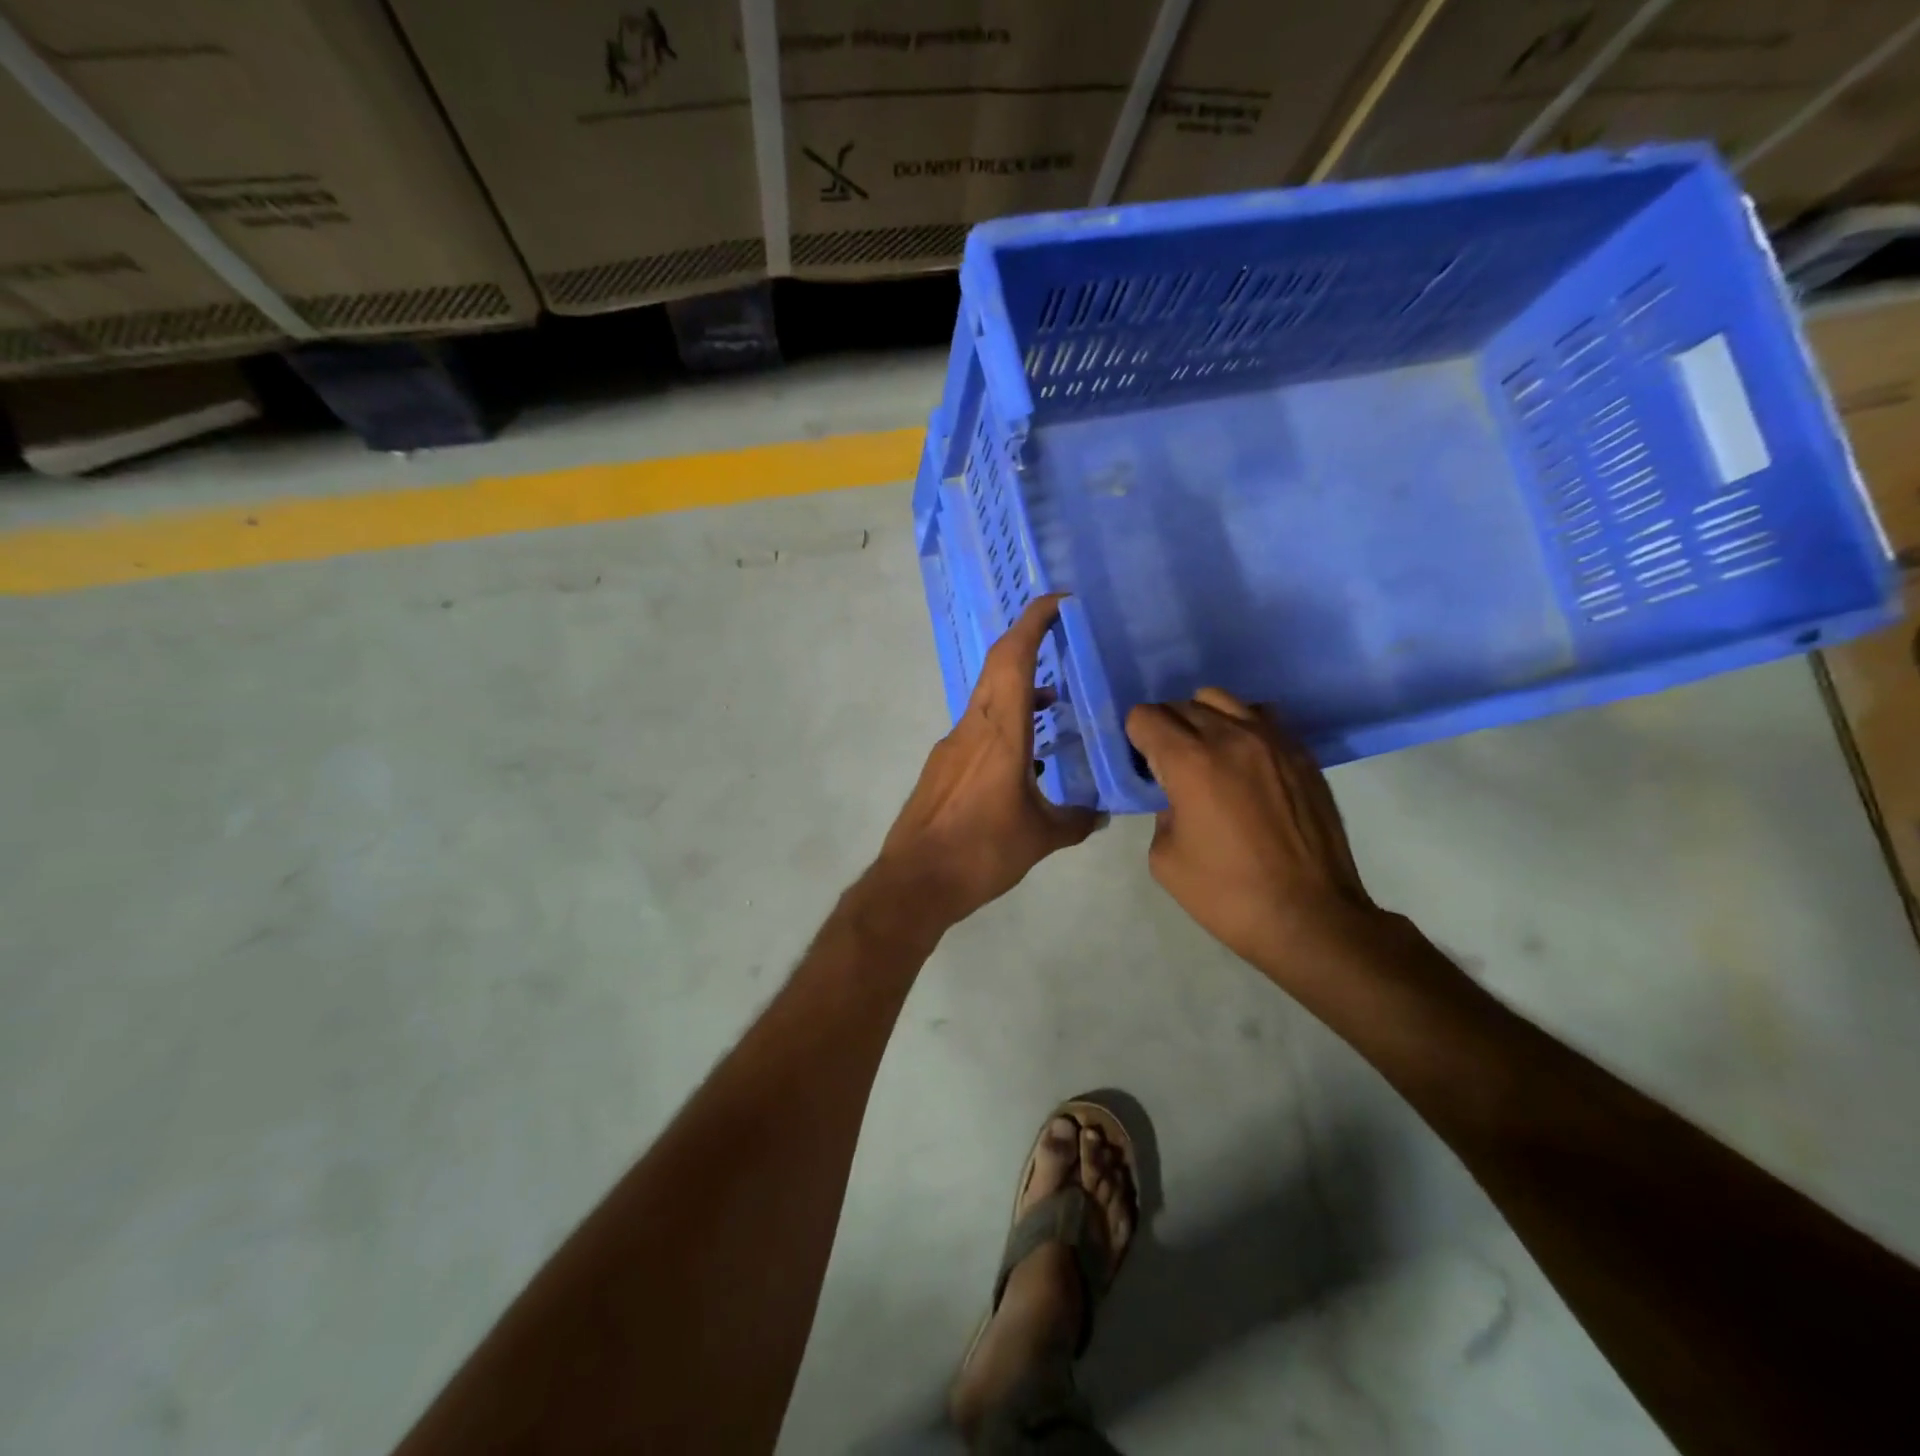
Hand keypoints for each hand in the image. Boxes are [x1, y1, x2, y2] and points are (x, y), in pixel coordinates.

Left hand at [878, 594, 1100, 925]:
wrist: (915, 882)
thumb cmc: (980, 852)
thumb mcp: (1040, 839)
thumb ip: (1075, 821)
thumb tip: (1100, 815)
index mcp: (999, 733)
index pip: (1013, 659)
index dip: (1033, 622)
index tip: (1058, 601)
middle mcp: (971, 728)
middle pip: (997, 668)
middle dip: (1028, 643)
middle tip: (1063, 635)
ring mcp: (952, 746)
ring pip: (988, 699)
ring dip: (1018, 689)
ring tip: (1053, 702)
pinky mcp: (942, 767)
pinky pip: (978, 727)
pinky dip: (1005, 722)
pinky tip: (1026, 755)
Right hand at [1125, 688, 1380, 974]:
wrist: (1310, 917)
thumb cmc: (1227, 894)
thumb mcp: (1166, 858)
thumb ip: (1162, 812)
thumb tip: (1178, 796)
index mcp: (1190, 762)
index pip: (1146, 716)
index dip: (1135, 737)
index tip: (1141, 763)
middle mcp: (1231, 737)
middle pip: (1182, 704)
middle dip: (1166, 728)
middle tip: (1169, 765)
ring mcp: (1273, 740)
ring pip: (1223, 700)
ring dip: (1204, 720)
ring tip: (1208, 755)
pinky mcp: (1302, 754)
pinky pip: (1262, 717)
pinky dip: (1242, 728)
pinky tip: (1245, 763)